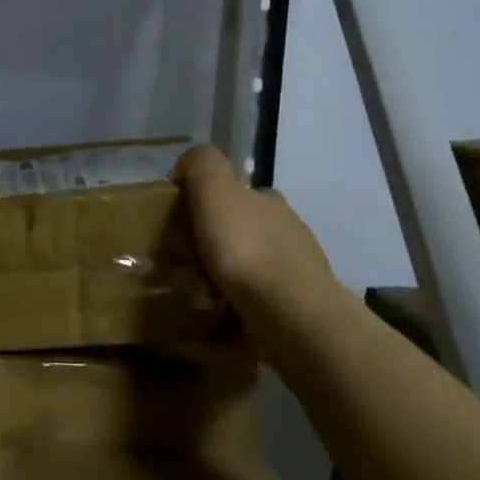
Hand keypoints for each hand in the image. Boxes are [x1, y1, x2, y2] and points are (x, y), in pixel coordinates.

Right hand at [174, 145, 341, 354]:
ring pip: (254, 265)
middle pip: (247, 228)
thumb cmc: (246, 247)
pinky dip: (240, 303)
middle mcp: (289, 231)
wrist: (288, 314)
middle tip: (184, 256)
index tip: (183, 221)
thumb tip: (186, 168)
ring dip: (230, 273)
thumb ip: (201, 166)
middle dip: (220, 238)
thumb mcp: (215, 190)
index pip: (240, 192)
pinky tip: (218, 312)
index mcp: (270, 202)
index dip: (210, 200)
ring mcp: (296, 273)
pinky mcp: (295, 310)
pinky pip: (259, 300)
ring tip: (196, 288)